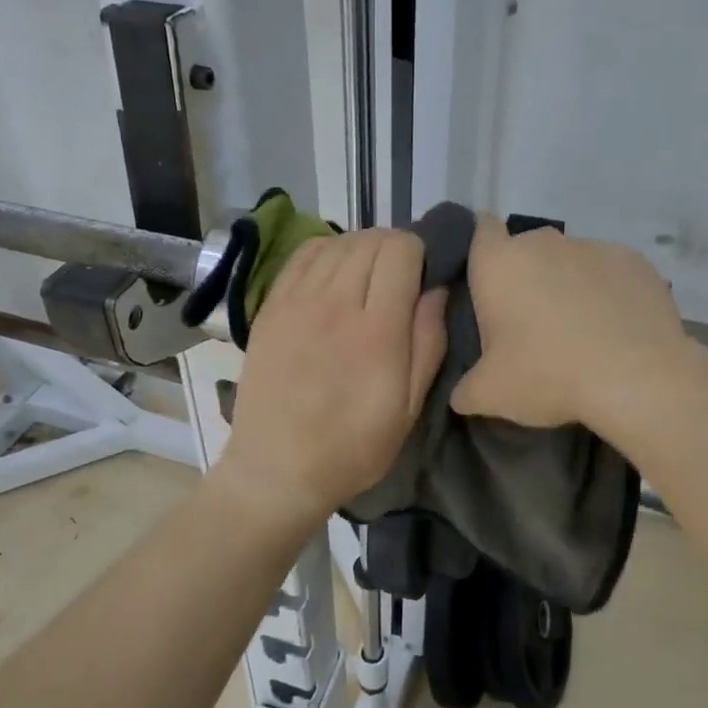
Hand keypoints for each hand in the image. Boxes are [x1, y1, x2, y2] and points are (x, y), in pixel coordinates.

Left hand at [216, 230, 447, 528]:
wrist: (277, 468)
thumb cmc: (353, 446)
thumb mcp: (409, 407)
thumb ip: (428, 342)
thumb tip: (437, 289)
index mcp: (377, 329)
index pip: (401, 250)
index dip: (420, 254)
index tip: (422, 278)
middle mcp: (336, 302)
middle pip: (371, 240)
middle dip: (394, 249)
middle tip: (398, 279)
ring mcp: (297, 301)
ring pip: (338, 242)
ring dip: (361, 248)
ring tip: (366, 277)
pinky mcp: (271, 306)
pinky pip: (303, 255)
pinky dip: (326, 251)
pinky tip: (334, 273)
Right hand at [450, 217, 690, 430]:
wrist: (638, 378)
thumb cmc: (550, 375)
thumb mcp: (491, 395)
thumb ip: (465, 389)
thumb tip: (460, 394)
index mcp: (499, 263)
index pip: (479, 228)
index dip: (480, 249)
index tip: (484, 280)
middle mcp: (543, 242)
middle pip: (525, 248)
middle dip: (525, 276)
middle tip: (528, 322)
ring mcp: (592, 246)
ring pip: (569, 260)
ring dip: (567, 284)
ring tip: (578, 329)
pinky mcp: (634, 260)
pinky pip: (609, 271)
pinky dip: (606, 291)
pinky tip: (615, 327)